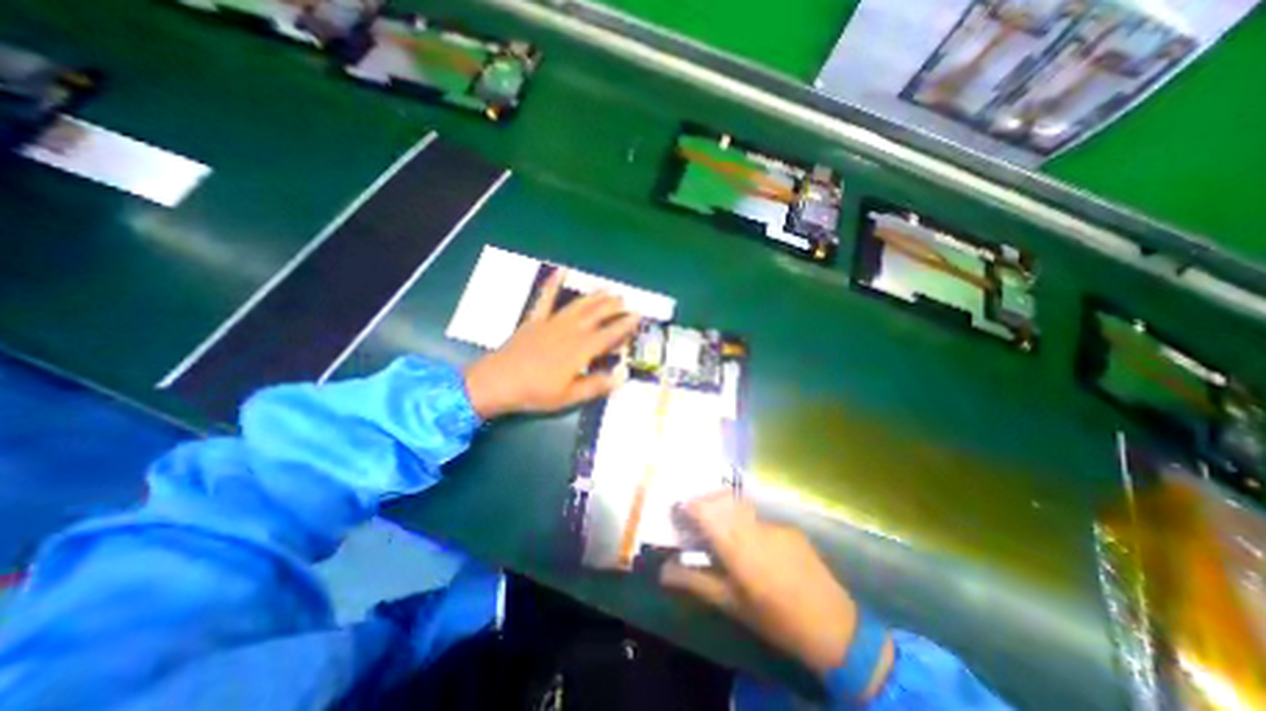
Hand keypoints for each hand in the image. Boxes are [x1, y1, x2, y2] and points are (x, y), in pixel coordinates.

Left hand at [462, 270, 643, 418]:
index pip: (608, 334)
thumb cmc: (535, 393)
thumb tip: (621, 376)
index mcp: (580, 350)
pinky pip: (545, 297)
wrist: (497, 382)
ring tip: (607, 289)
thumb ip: (596, 385)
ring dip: (594, 296)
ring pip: (578, 305)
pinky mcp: (535, 320)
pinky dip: (553, 282)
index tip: (637, 316)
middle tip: (625, 301)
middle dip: (613, 306)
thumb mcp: (569, 397)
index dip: (624, 325)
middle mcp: (569, 331)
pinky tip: (561, 270)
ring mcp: (551, 323)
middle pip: (596, 314)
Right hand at [663, 492, 886, 696]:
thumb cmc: (775, 619)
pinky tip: (750, 543)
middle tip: (694, 516)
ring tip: (718, 527)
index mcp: (738, 547)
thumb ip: (696, 582)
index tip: (678, 510)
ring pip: (740, 505)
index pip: (707, 511)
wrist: (834, 626)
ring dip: (724, 508)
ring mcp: (774, 524)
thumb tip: (664, 571)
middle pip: (722, 498)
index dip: (689, 505)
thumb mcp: (731, 604)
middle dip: (704, 500)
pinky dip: (745, 521)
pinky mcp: (788, 527)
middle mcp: (754, 527)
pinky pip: (758, 517)